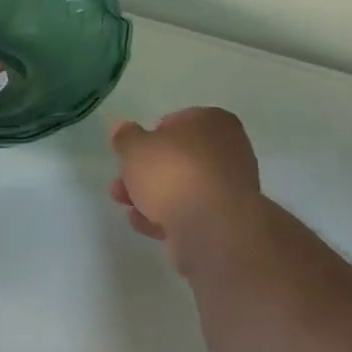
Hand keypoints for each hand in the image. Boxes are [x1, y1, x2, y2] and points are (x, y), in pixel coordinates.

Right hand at [109, 108, 262, 246]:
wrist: (212, 229)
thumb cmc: (174, 174)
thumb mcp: (135, 148)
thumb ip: (126, 137)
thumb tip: (122, 128)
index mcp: (213, 121)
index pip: (176, 122)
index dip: (150, 137)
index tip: (132, 154)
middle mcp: (229, 149)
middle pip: (179, 158)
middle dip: (147, 173)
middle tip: (121, 184)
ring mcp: (231, 187)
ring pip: (184, 187)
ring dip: (153, 197)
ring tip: (126, 207)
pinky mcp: (228, 220)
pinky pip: (192, 212)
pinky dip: (169, 217)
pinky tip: (146, 225)